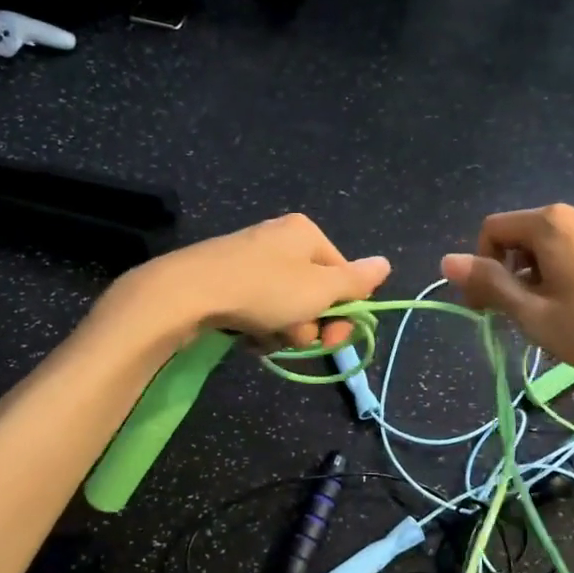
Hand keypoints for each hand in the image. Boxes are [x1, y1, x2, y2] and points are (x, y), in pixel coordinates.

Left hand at [123, 214, 390, 349]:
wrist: (187, 293)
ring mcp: (251, 258)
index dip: (343, 311)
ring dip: (284, 329)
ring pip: (286, 305)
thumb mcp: (319, 289)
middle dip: (309, 323)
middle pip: (314, 292)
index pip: (342, 275)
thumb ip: (355, 280)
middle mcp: (280, 239)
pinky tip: (248, 337)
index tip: (333, 338)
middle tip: (296, 339)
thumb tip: (386, 264)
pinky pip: (258, 307)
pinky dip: (259, 326)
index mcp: (305, 233)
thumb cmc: (264, 289)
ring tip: (265, 337)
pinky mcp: (227, 279)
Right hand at [441, 205, 573, 411]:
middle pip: (522, 237)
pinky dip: (566, 277)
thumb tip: (446, 260)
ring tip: (554, 321)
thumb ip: (490, 285)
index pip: (492, 230)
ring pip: (552, 248)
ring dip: (538, 279)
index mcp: (550, 222)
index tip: (486, 310)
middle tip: (519, 320)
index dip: (480, 268)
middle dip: (510, 275)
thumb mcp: (534, 315)